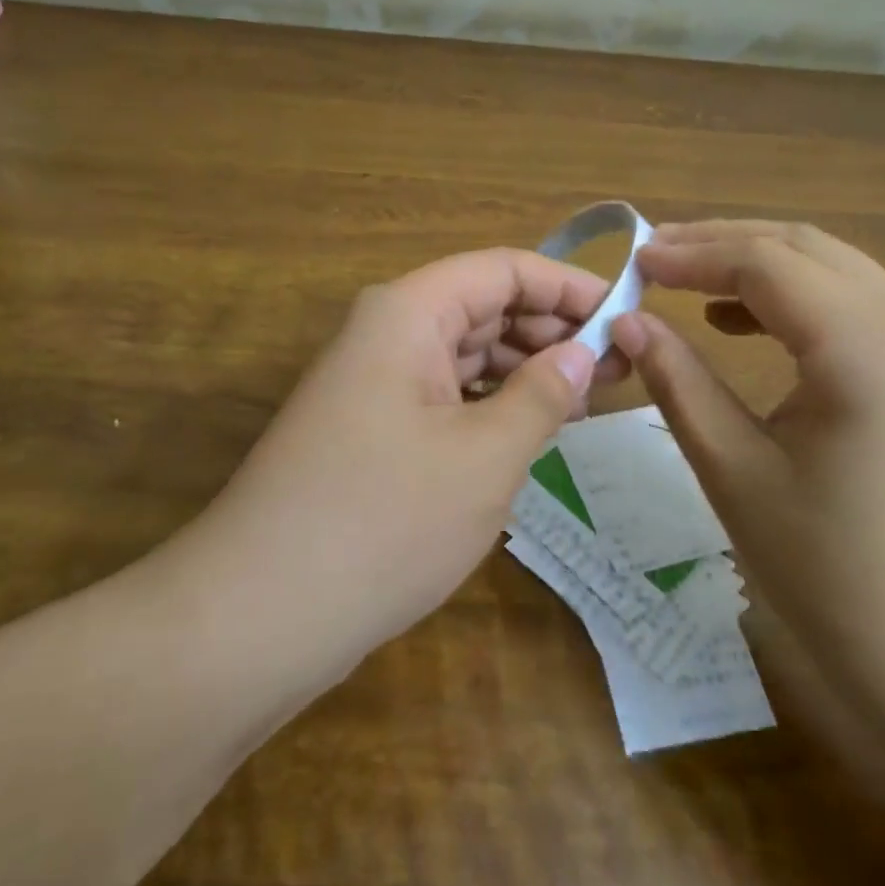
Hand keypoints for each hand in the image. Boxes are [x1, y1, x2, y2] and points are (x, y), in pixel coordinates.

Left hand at [176, 248, 626, 681]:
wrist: (258, 616)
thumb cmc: (384, 520)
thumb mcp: (485, 456)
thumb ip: (542, 394)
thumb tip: (582, 354)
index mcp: (409, 312)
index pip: (504, 269)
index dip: (569, 287)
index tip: (625, 316)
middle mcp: (387, 333)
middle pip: (484, 307)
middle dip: (552, 331)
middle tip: (618, 370)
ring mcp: (374, 383)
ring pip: (466, 354)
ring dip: (525, 371)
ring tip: (588, 402)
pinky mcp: (370, 430)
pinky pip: (445, 396)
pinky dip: (491, 406)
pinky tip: (529, 432)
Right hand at [611, 220, 884, 750]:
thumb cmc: (842, 579)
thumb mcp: (739, 474)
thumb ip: (679, 383)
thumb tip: (628, 324)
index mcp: (865, 342)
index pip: (762, 262)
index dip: (690, 255)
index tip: (632, 264)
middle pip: (805, 249)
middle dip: (724, 245)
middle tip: (654, 259)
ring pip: (838, 271)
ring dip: (763, 269)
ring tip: (692, 286)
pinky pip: (864, 309)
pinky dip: (803, 303)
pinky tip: (756, 329)